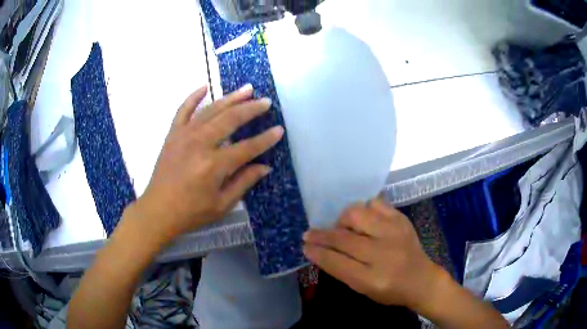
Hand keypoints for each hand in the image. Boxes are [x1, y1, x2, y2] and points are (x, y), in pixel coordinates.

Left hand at [132, 84, 282, 242]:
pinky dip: (193, 97)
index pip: (247, 147)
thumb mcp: (222, 205)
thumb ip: (244, 182)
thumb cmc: (191, 212)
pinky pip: (183, 109)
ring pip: (211, 110)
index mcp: (214, 165)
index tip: (279, 130)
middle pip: (230, 120)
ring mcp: (184, 135)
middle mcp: (200, 144)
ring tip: (247, 89)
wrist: (158, 210)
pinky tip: (205, 86)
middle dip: (251, 109)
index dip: (265, 139)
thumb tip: (265, 167)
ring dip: (231, 98)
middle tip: (266, 102)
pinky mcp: (173, 134)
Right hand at [302, 198, 442, 309]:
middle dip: (321, 234)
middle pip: (344, 238)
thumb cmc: (390, 290)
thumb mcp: (363, 289)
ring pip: (356, 214)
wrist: (421, 279)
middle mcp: (384, 253)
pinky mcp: (401, 219)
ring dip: (342, 221)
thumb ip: (341, 269)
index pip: (337, 262)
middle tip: (310, 233)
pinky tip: (363, 221)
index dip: (317, 252)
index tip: (304, 245)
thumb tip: (319, 249)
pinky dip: (363, 210)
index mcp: (373, 278)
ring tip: (343, 229)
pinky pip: (374, 204)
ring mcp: (394, 232)